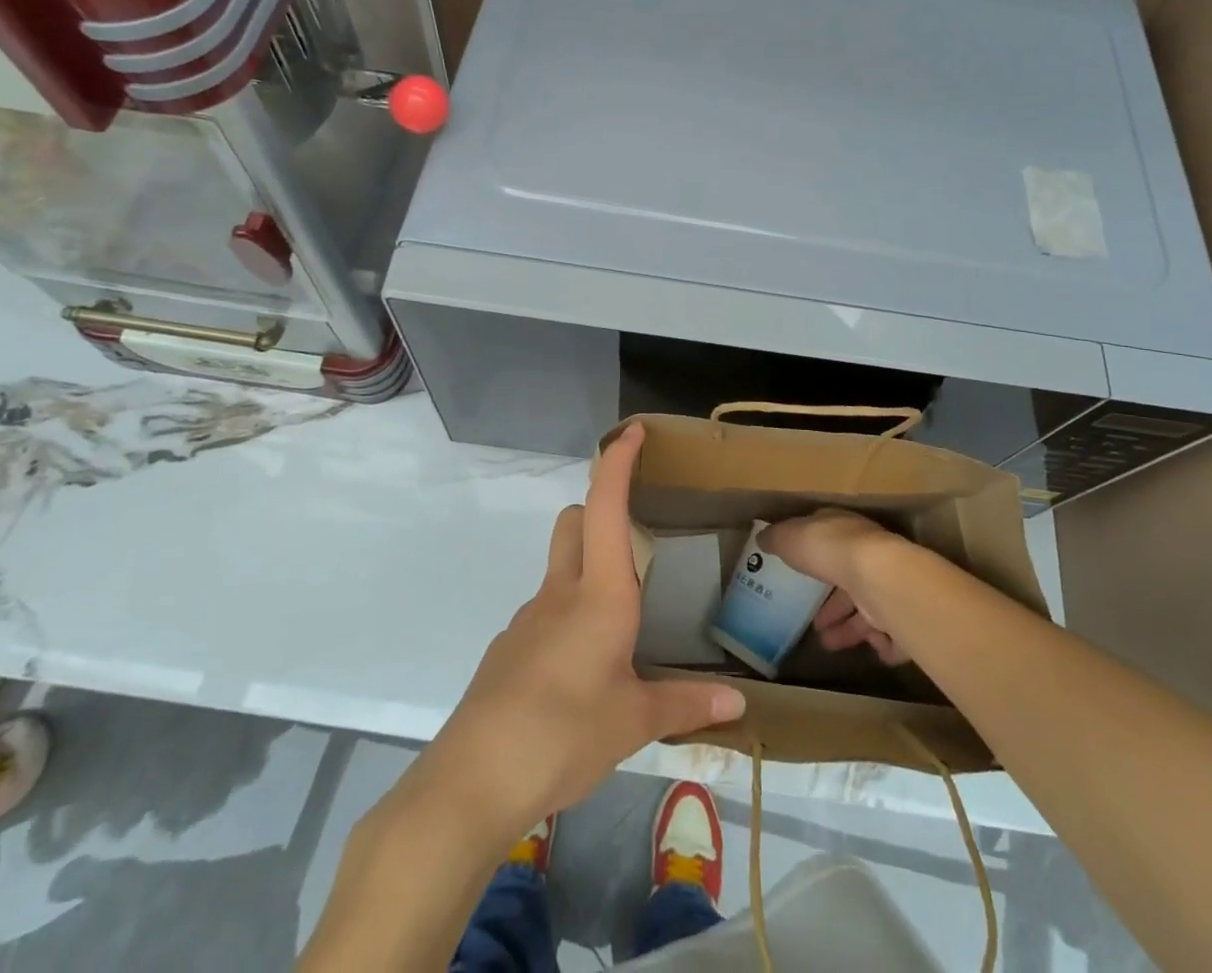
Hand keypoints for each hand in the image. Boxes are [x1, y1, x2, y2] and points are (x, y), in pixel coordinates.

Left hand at [428, 423, 746, 829]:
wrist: (472, 780)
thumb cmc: (564, 734)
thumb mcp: (634, 722)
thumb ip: (686, 705)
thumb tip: (739, 703)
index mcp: (599, 595)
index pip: (606, 507)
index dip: (618, 463)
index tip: (632, 431)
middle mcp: (560, 593)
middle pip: (575, 523)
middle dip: (601, 511)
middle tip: (636, 539)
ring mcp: (528, 619)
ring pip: (560, 568)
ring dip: (587, 570)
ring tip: (621, 623)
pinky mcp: (509, 650)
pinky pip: (545, 613)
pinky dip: (568, 618)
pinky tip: (582, 672)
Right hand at [759, 509, 912, 666]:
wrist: (878, 578)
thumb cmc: (830, 549)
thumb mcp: (790, 537)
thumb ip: (777, 538)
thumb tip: (762, 538)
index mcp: (844, 531)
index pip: (829, 541)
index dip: (814, 557)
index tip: (800, 573)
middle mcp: (869, 556)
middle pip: (849, 581)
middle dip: (831, 604)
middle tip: (814, 622)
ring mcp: (887, 586)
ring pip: (868, 610)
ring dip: (848, 629)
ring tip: (826, 643)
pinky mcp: (901, 616)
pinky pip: (892, 634)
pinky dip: (880, 643)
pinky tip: (867, 650)